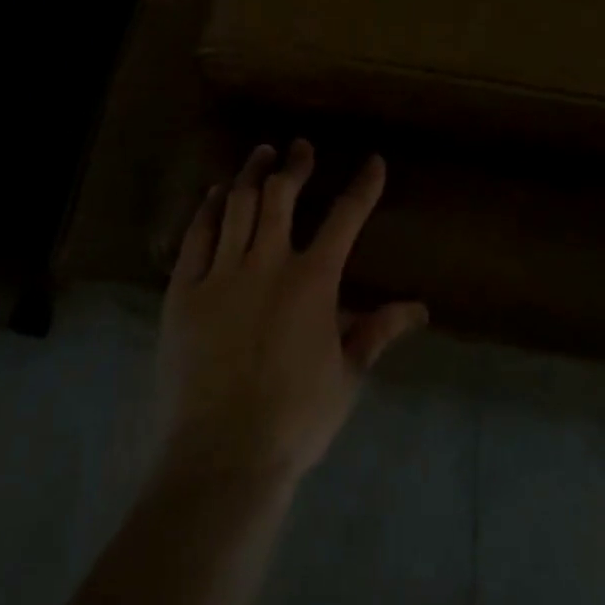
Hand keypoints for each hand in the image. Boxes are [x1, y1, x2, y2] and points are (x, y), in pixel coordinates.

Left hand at [158, 140, 428, 485]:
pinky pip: (197, 235)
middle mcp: (268, 263)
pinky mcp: (184, 290)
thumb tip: (420, 308)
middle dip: (296, 165)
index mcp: (313, 281)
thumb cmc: (294, 419)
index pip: (346, 218)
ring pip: (237, 204)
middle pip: (282, 195)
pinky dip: (208, 208)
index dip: (363, 186)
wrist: (221, 456)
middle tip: (300, 147)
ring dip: (252, 173)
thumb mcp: (347, 376)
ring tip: (261, 153)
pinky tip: (215, 193)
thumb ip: (378, 332)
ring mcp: (222, 273)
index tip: (373, 161)